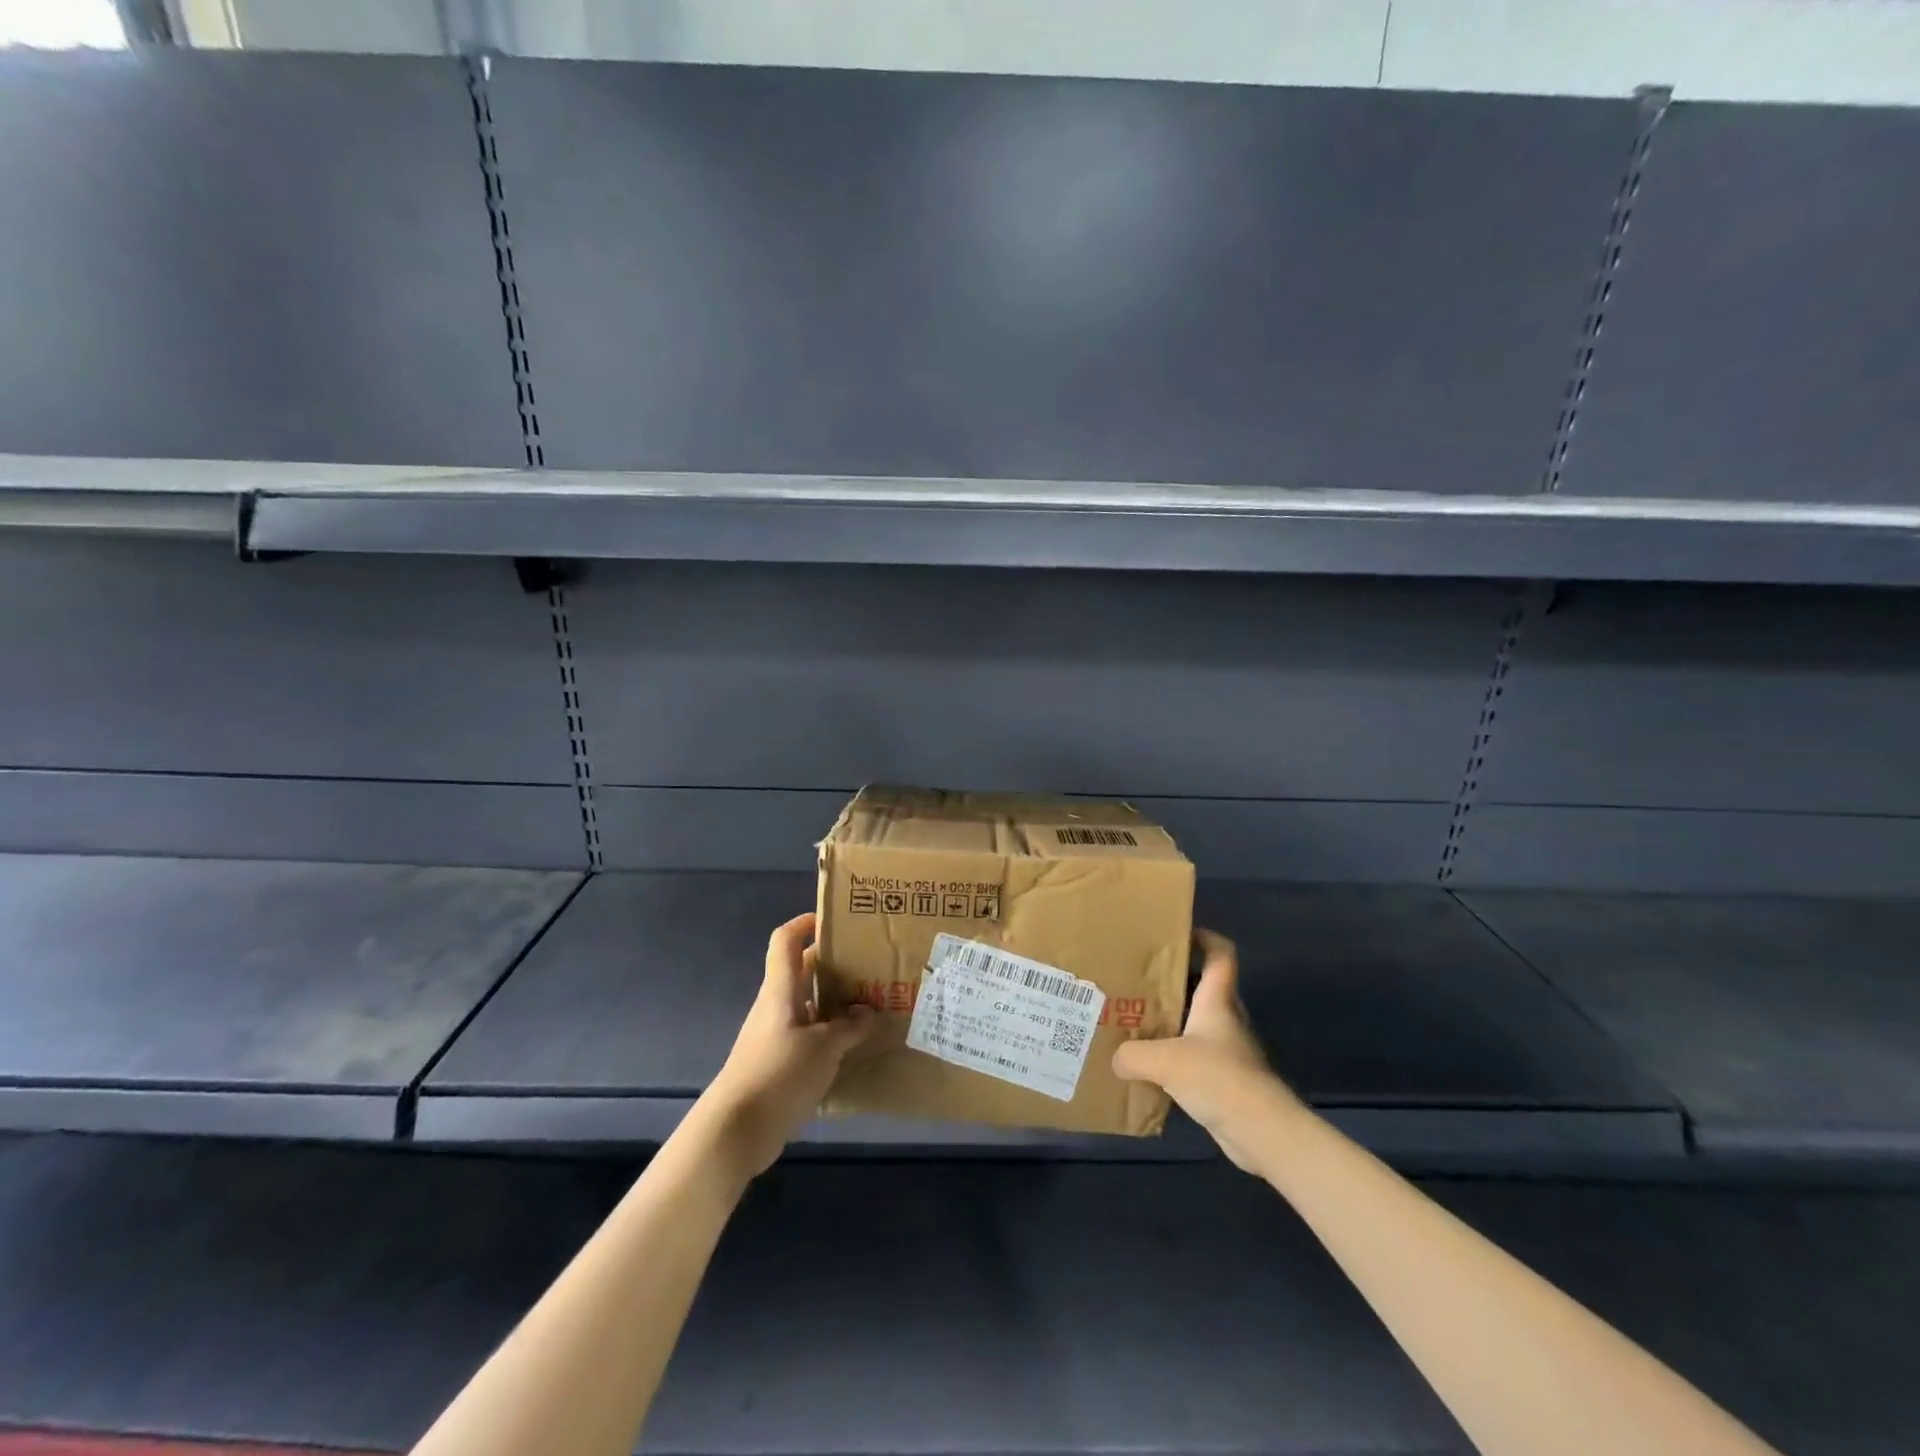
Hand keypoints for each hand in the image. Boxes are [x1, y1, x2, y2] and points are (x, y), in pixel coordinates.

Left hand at [698, 912, 878, 1177]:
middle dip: (833, 964)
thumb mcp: (824, 1048)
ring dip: (835, 1002)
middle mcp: (776, 1005)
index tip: (834, 920)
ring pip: (808, 1005)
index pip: (785, 940)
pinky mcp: (778, 1062)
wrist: (736, 1130)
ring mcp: (775, 1035)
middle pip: (802, 971)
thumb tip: (870, 1011)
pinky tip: (855, 1046)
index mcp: (781, 990)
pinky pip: (808, 1035)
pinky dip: (830, 1033)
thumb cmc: (779, 1074)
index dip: (805, 923)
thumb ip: (850, 1027)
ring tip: (872, 1004)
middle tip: (869, 964)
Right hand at [1111, 929, 1302, 1171]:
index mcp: (1216, 1001)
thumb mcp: (1164, 1060)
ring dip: (1171, 1023)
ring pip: (1196, 1025)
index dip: (1205, 938)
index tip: (1178, 933)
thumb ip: (1133, 1053)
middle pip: (1203, 988)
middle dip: (1173, 982)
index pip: (1221, 955)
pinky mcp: (1226, 1082)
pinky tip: (1149, 1069)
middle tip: (1137, 981)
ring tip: (1135, 1023)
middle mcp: (1225, 1020)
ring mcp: (1228, 1052)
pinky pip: (1195, 1059)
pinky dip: (1175, 1059)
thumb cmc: (1217, 1078)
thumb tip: (1116, 1057)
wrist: (1261, 1132)